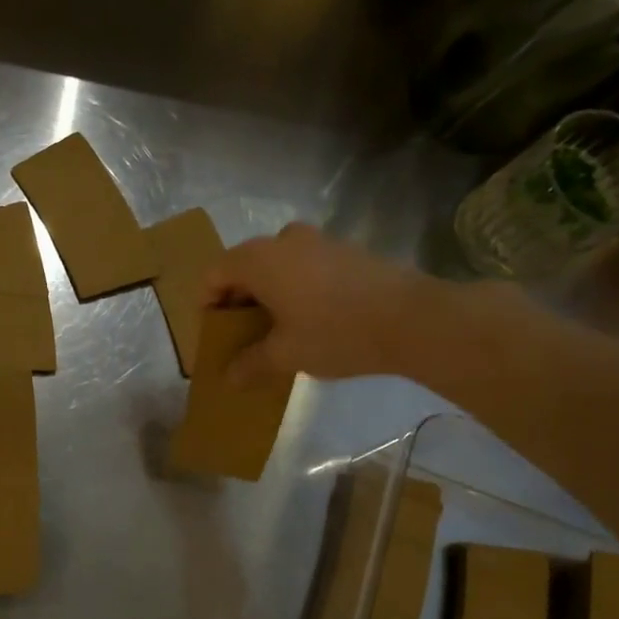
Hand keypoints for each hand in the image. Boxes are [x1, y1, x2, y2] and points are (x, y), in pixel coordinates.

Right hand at [203, 223, 439, 382]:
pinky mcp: (346, 251)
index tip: (214, 335)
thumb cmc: (334, 333)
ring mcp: (318, 241)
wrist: (412, 319)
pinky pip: (303, 267)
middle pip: (244, 267)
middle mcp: (284, 240)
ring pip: (276, 266)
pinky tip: (307, 321)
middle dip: (236, 302)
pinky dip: (293, 290)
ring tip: (274, 332)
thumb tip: (228, 377)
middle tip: (240, 337)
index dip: (206, 305)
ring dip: (266, 295)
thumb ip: (250, 364)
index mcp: (259, 259)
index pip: (214, 274)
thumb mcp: (285, 356)